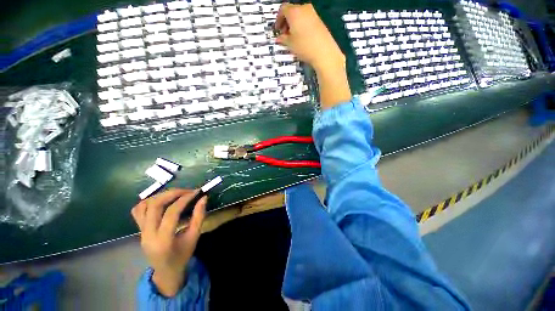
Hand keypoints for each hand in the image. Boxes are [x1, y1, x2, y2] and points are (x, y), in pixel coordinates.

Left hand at [131, 189, 205, 296]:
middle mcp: (147, 235)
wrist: (166, 271)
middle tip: (187, 191)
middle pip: (155, 206)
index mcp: (163, 240)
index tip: (196, 192)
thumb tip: (203, 198)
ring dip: (161, 195)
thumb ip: (199, 216)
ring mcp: (140, 232)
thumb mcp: (194, 236)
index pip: (171, 213)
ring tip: (176, 194)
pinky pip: (138, 211)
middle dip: (172, 193)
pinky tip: (162, 200)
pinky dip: (149, 201)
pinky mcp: (138, 230)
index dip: (184, 199)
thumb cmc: (182, 255)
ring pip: (144, 206)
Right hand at [275, 3, 350, 108]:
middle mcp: (304, 9)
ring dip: (294, 25)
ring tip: (293, 38)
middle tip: (284, 34)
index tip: (277, 29)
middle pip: (292, 11)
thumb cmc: (305, 47)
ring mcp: (313, 14)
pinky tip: (301, 38)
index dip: (278, 19)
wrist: (324, 52)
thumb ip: (282, 39)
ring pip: (300, 16)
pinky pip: (307, 20)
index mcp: (294, 12)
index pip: (282, 9)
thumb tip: (279, 38)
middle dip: (286, 22)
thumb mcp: (290, 44)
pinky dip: (302, 26)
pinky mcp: (319, 21)